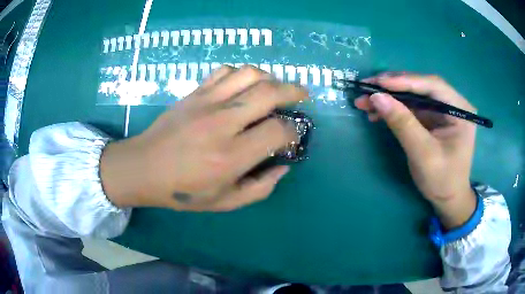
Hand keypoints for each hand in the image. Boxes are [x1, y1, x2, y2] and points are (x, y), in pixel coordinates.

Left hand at [100, 65, 307, 211]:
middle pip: (269, 92)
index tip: (293, 135)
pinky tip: (244, 84)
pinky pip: (224, 71)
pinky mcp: (194, 93)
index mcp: (231, 156)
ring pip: (249, 73)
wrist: (143, 168)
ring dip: (270, 77)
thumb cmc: (182, 191)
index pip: (278, 131)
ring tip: (276, 87)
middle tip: (303, 95)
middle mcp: (222, 123)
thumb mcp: (225, 202)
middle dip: (294, 91)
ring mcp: (206, 102)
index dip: (293, 131)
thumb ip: (260, 188)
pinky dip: (241, 73)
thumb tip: (283, 167)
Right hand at [355, 74, 477, 228]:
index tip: (379, 83)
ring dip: (389, 97)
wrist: (447, 198)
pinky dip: (394, 109)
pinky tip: (377, 113)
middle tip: (367, 87)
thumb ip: (403, 124)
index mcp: (460, 109)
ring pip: (413, 95)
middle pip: (421, 86)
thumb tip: (377, 97)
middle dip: (393, 87)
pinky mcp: (432, 118)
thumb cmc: (442, 180)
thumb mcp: (423, 154)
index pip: (433, 85)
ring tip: (365, 101)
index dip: (406, 81)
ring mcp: (442, 110)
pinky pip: (411, 107)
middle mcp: (452, 104)